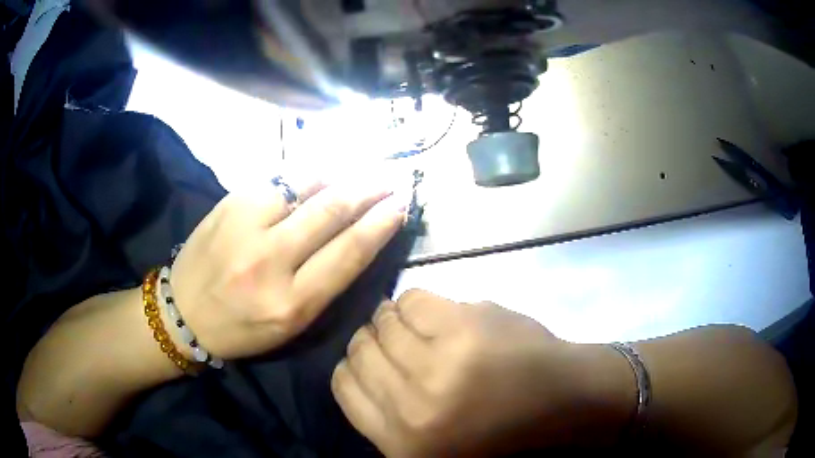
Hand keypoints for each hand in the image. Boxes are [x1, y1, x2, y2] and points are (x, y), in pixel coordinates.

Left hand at [170, 177, 408, 359]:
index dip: (380, 224)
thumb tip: (355, 236)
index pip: (348, 254)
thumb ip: (324, 283)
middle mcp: (269, 262)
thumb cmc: (243, 327)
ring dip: (339, 176)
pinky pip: (278, 179)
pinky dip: (306, 175)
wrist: (184, 312)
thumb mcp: (291, 324)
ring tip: (358, 173)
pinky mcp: (229, 203)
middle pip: (331, 212)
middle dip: (367, 191)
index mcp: (291, 304)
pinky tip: (320, 174)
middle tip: (389, 180)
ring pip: (305, 186)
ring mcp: (245, 226)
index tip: (401, 205)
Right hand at [331, 290, 634, 456]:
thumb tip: (359, 366)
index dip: (353, 367)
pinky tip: (440, 314)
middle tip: (397, 339)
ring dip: (395, 318)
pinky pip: (414, 298)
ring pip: (384, 320)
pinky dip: (419, 302)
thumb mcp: (431, 444)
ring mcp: (440, 364)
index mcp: (400, 442)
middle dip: (373, 339)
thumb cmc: (500, 430)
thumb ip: (388, 416)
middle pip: (360, 349)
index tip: (370, 361)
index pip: (342, 386)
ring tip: (420, 326)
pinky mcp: (466, 327)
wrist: (564, 402)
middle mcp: (411, 406)